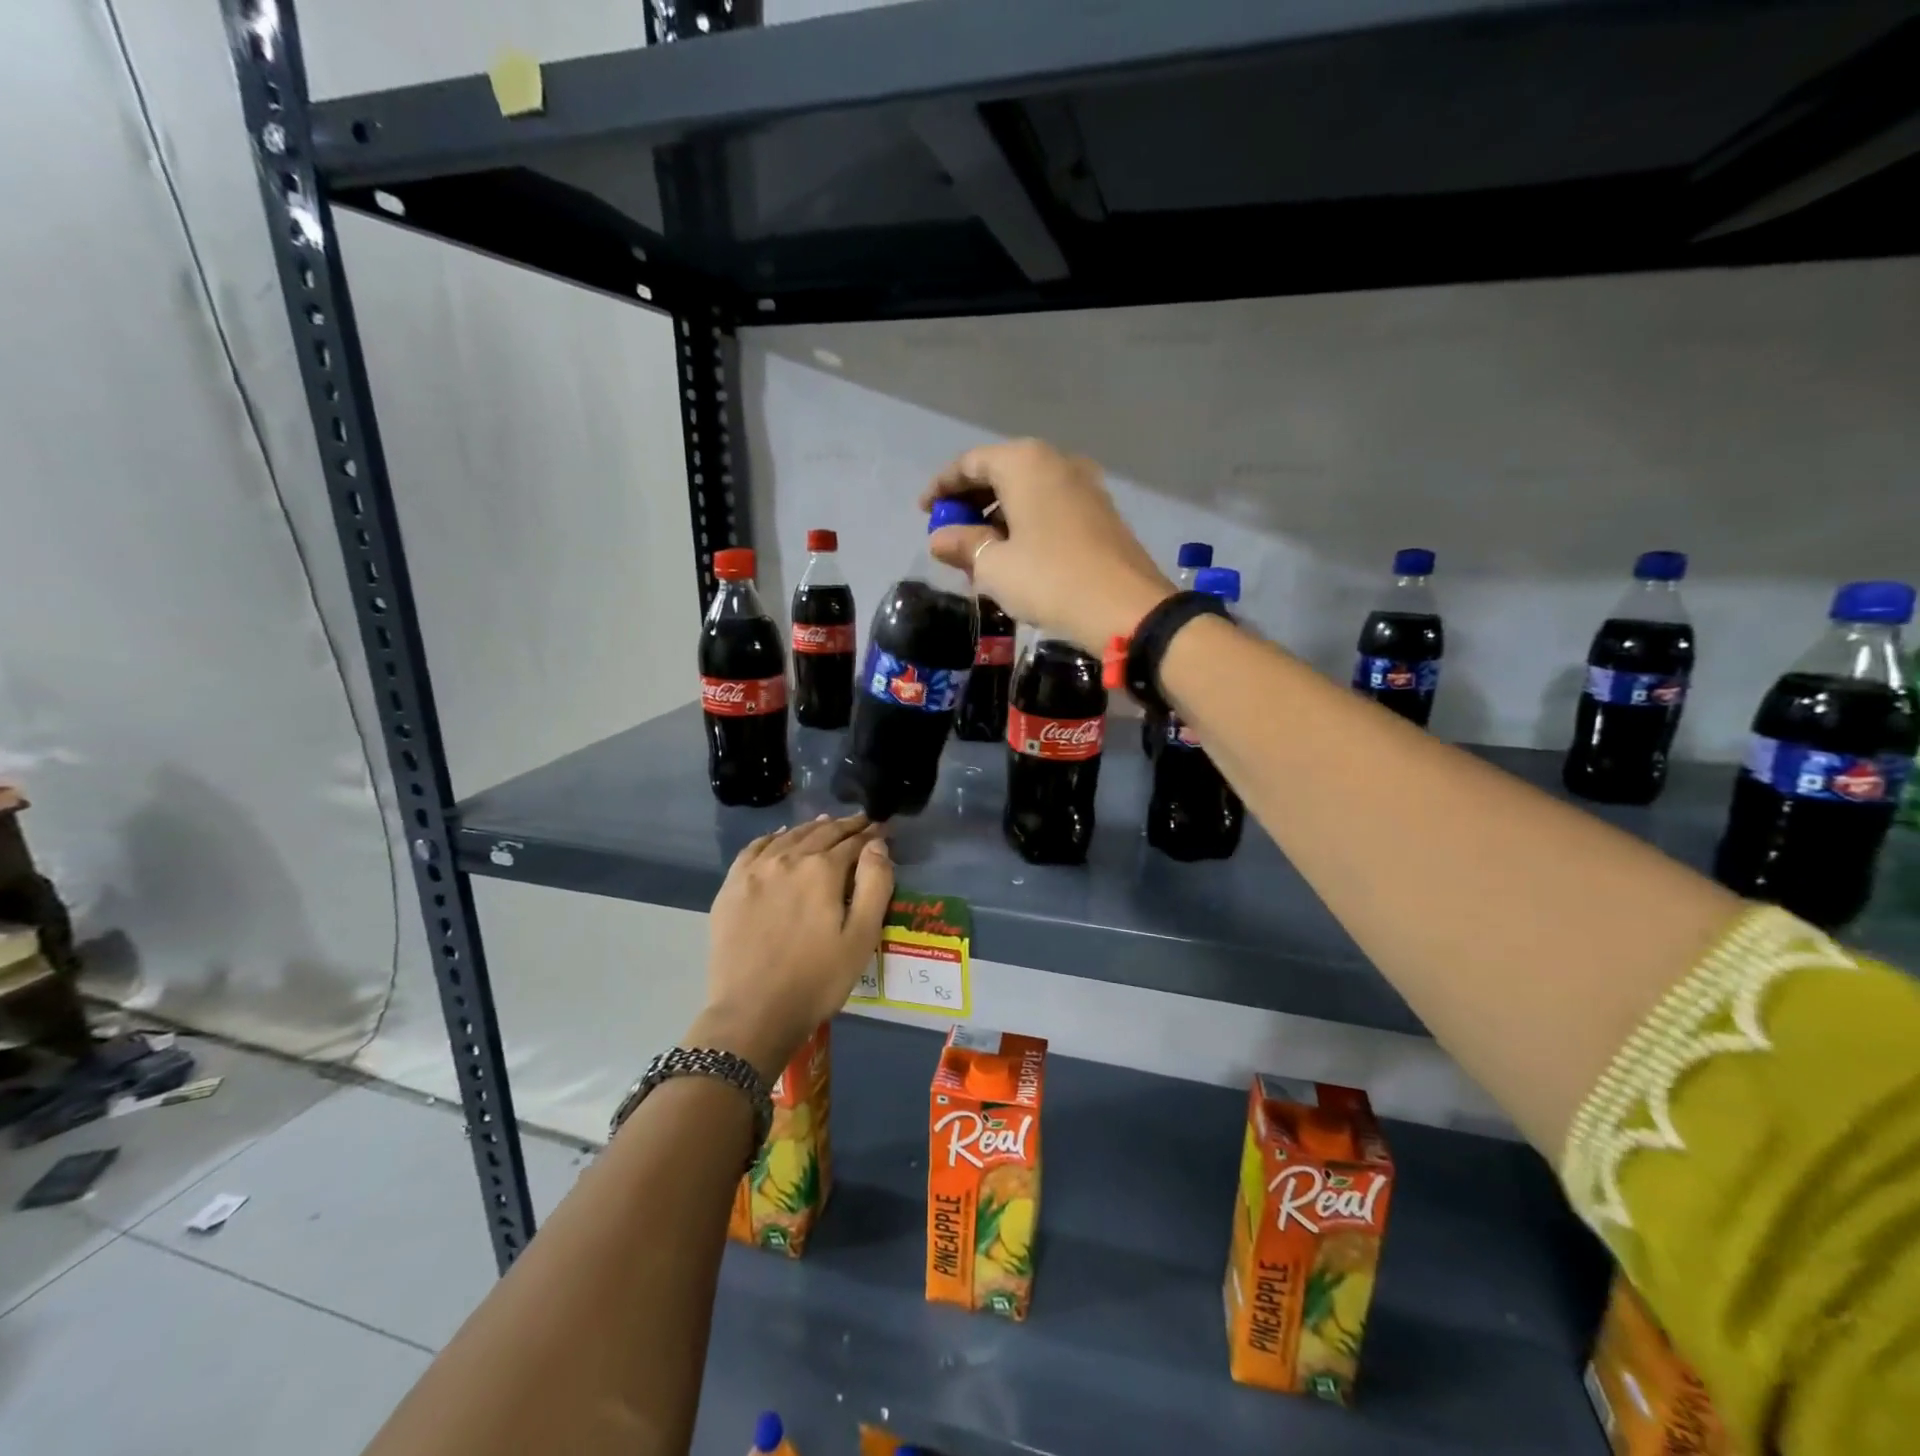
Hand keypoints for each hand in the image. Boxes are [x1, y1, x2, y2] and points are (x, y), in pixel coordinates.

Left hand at [690, 814, 892, 1079]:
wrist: (752, 1013)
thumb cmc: (817, 980)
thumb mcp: (861, 937)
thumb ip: (875, 885)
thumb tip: (877, 845)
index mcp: (822, 870)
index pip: (853, 842)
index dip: (871, 835)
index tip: (882, 830)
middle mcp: (787, 859)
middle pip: (821, 833)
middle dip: (845, 827)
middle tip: (861, 822)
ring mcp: (755, 871)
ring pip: (788, 836)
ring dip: (811, 828)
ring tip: (827, 824)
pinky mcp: (732, 887)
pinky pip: (754, 848)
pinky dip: (773, 837)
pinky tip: (780, 837)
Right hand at [920, 439, 1173, 653]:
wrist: (1126, 609)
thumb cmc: (1049, 580)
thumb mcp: (994, 566)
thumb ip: (963, 545)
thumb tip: (940, 538)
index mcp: (1025, 463)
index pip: (970, 463)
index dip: (942, 487)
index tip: (923, 512)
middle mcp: (1057, 462)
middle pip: (1001, 473)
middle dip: (971, 503)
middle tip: (951, 535)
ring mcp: (1085, 487)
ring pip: (1028, 493)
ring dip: (998, 518)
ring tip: (979, 554)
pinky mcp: (1101, 514)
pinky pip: (1050, 509)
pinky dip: (1026, 526)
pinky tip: (1015, 557)